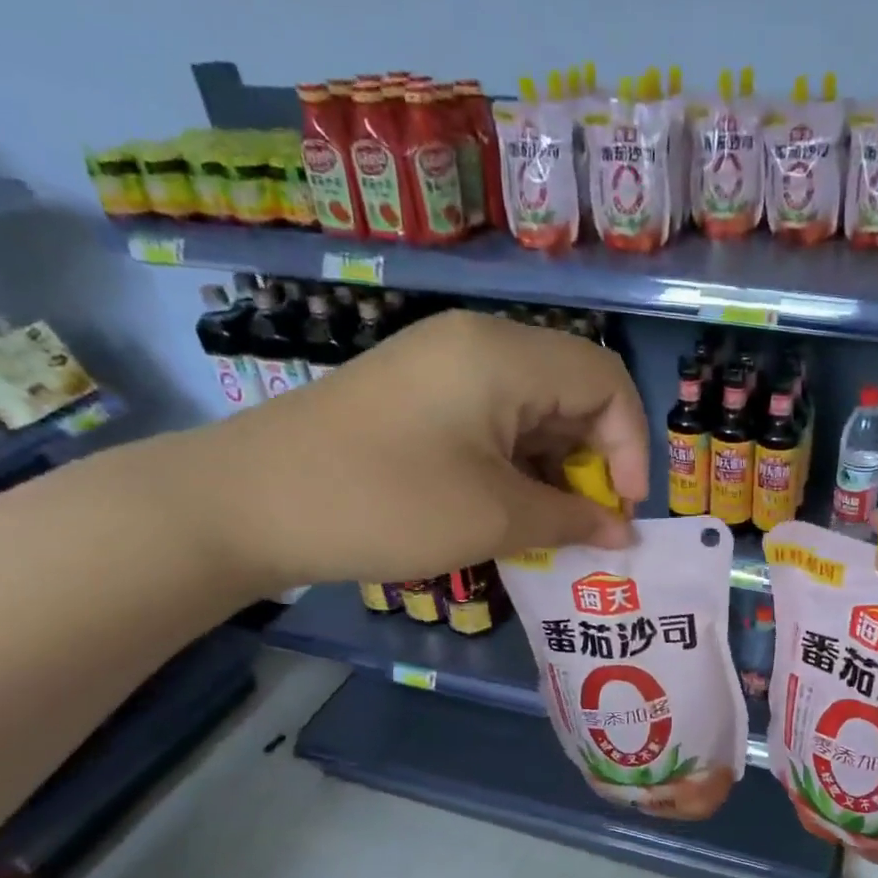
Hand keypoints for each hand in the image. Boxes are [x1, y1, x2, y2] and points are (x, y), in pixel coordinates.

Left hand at [162, 310, 649, 593]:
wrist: (245, 504)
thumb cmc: (386, 504)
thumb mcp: (495, 518)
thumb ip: (573, 520)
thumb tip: (623, 533)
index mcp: (504, 355)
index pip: (607, 380)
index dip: (632, 447)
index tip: (621, 510)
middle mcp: (478, 345)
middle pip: (573, 391)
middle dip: (594, 461)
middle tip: (587, 523)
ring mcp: (442, 368)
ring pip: (533, 411)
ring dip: (555, 469)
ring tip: (549, 526)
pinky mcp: (417, 397)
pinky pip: (493, 422)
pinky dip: (516, 465)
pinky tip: (509, 510)